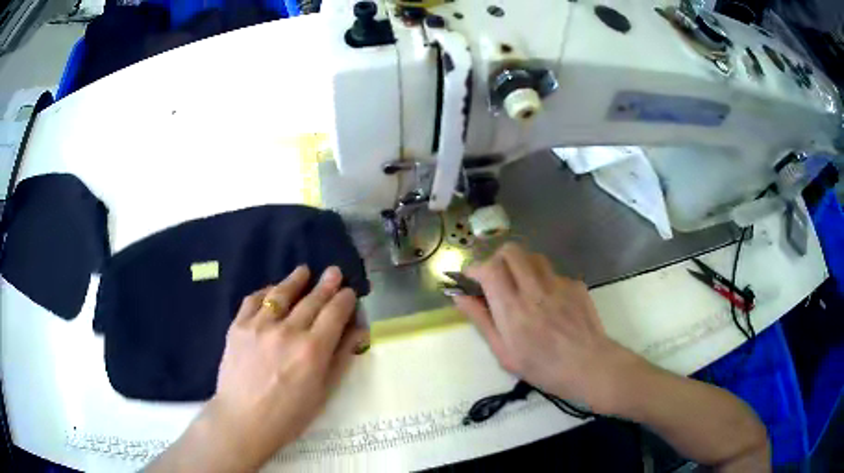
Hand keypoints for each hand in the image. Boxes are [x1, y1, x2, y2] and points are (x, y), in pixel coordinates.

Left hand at [201, 266, 367, 469]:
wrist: (243, 420)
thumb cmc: (289, 415)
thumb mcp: (323, 392)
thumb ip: (341, 358)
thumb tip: (359, 331)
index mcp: (313, 350)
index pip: (334, 314)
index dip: (345, 300)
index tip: (349, 292)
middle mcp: (287, 331)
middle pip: (312, 300)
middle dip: (326, 284)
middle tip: (334, 272)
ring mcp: (259, 326)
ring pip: (281, 294)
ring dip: (295, 280)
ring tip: (304, 271)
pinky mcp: (238, 326)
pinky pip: (253, 300)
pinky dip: (265, 292)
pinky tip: (272, 290)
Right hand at [454, 243, 637, 411]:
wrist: (589, 366)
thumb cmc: (543, 368)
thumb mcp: (504, 353)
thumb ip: (482, 321)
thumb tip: (460, 297)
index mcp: (513, 309)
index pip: (489, 269)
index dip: (475, 268)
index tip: (471, 279)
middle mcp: (534, 289)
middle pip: (511, 251)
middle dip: (497, 259)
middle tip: (496, 278)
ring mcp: (559, 284)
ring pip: (533, 256)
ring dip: (521, 265)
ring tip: (522, 287)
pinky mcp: (576, 284)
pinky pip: (554, 273)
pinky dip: (544, 281)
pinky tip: (550, 303)